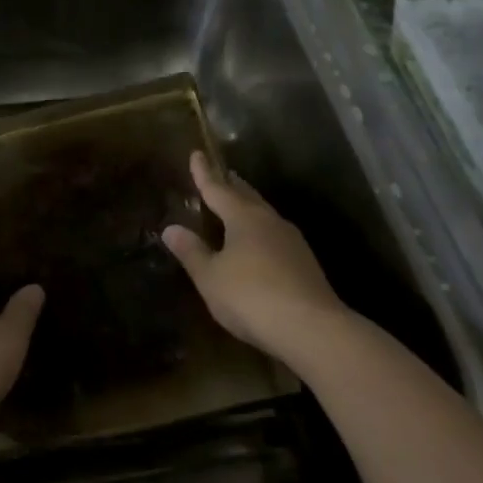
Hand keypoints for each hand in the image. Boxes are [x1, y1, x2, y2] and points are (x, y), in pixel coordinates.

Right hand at [162, 153, 343, 365]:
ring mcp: (292, 241)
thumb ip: (191, 251)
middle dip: (231, 185)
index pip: (218, 189)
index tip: (197, 153)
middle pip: (247, 196)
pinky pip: (275, 235)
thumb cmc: (251, 297)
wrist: (311, 328)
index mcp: (244, 218)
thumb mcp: (211, 277)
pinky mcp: (304, 263)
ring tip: (237, 204)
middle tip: (221, 174)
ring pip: (264, 215)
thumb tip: (171, 228)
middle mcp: (270, 221)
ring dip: (248, 206)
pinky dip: (260, 230)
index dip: (204, 173)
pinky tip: (259, 243)